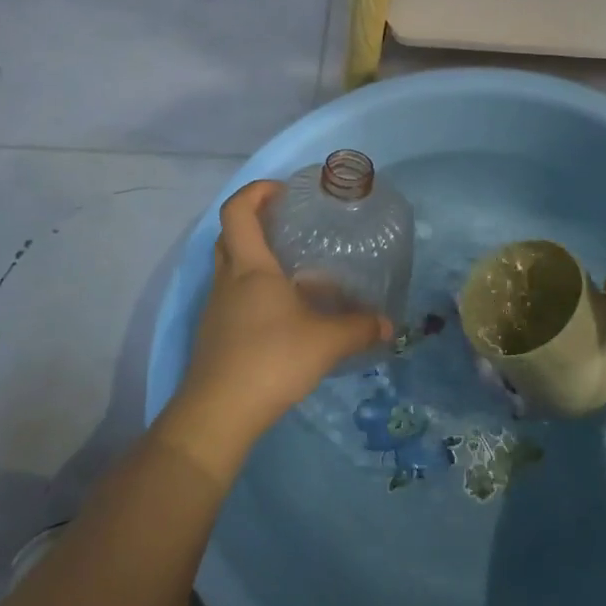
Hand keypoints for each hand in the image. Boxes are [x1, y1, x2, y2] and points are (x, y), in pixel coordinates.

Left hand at [159, 181, 392, 477]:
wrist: (218, 414)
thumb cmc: (271, 360)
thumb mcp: (326, 342)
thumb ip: (360, 328)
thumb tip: (389, 325)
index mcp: (250, 268)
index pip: (237, 211)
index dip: (256, 192)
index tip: (283, 191)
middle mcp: (227, 281)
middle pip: (229, 235)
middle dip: (254, 221)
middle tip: (287, 224)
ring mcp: (216, 309)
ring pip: (230, 268)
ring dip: (255, 259)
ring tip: (294, 271)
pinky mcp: (215, 335)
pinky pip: (233, 297)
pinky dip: (254, 292)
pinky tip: (283, 314)